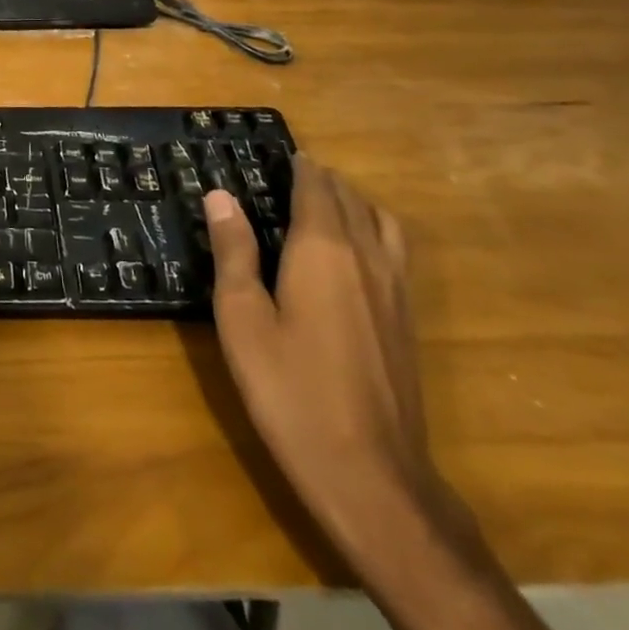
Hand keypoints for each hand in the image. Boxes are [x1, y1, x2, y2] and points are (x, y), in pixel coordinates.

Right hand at [204, 157, 460, 570]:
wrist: (371, 474)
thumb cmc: (290, 390)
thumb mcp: (242, 318)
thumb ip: (234, 252)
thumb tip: (220, 196)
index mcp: (322, 250)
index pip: (316, 189)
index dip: (300, 167)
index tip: (280, 154)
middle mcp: (366, 258)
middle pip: (351, 200)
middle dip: (323, 181)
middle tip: (291, 175)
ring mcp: (396, 291)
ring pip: (382, 223)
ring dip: (354, 203)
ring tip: (326, 205)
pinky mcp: (408, 321)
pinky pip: (395, 252)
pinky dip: (374, 231)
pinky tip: (355, 254)